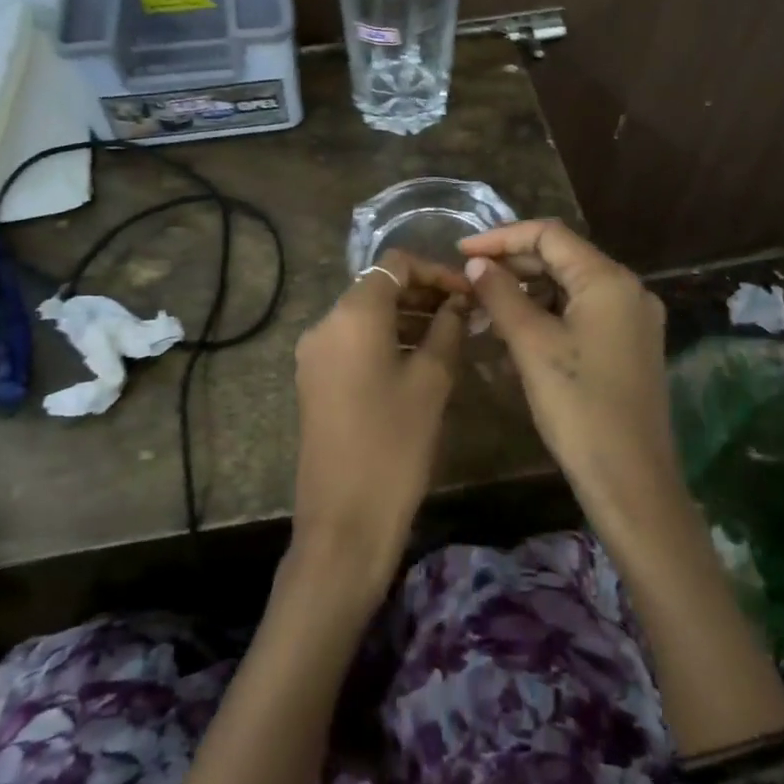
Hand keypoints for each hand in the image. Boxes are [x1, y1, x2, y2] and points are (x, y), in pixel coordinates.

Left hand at [289, 249, 468, 600]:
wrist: (344, 519)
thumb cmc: (395, 444)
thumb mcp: (431, 382)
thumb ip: (447, 330)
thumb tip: (459, 303)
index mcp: (352, 314)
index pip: (395, 265)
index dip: (435, 271)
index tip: (468, 294)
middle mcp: (325, 324)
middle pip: (377, 288)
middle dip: (422, 294)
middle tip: (465, 315)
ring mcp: (315, 354)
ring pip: (365, 317)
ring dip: (406, 319)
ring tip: (450, 337)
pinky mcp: (315, 380)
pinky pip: (353, 343)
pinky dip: (386, 341)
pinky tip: (419, 361)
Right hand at [459, 221, 681, 518]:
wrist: (631, 481)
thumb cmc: (579, 407)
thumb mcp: (532, 346)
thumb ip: (501, 295)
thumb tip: (476, 263)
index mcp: (609, 280)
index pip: (549, 235)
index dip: (501, 237)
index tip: (460, 251)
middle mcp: (628, 290)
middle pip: (562, 257)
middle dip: (512, 263)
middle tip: (468, 279)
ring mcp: (632, 319)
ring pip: (570, 287)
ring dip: (526, 290)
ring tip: (484, 305)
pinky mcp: (628, 345)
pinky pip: (581, 313)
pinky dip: (546, 313)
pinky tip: (515, 330)